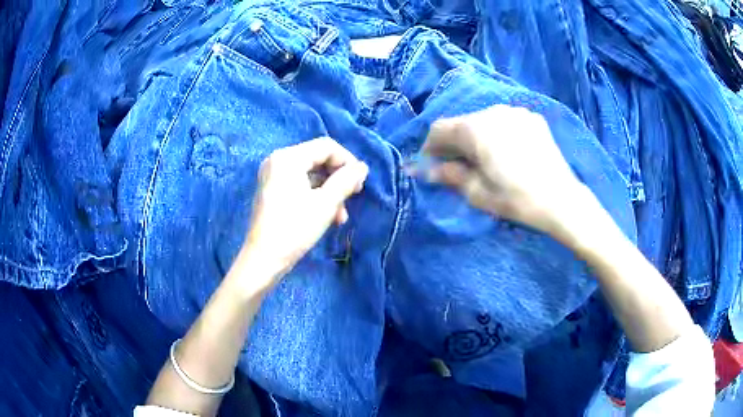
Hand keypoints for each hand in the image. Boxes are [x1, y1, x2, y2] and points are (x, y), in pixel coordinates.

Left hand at [239, 138, 367, 285]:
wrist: (263, 259)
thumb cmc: (294, 229)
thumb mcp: (326, 204)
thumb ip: (346, 180)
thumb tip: (362, 167)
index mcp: (288, 158)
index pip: (326, 146)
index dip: (347, 161)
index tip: (360, 184)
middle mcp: (277, 160)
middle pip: (318, 159)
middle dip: (338, 179)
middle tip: (353, 197)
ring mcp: (272, 175)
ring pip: (310, 174)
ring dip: (329, 191)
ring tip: (340, 216)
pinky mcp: (271, 190)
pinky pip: (299, 184)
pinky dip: (315, 196)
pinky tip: (327, 216)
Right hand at [420, 105, 587, 235]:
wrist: (561, 200)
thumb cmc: (516, 199)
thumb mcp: (477, 192)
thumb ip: (448, 175)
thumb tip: (423, 170)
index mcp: (475, 129)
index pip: (439, 129)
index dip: (430, 148)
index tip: (431, 166)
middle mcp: (492, 112)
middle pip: (461, 123)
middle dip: (454, 143)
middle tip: (457, 166)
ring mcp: (515, 112)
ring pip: (483, 121)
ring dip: (476, 137)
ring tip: (483, 159)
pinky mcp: (532, 118)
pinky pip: (504, 121)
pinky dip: (497, 133)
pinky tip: (506, 152)